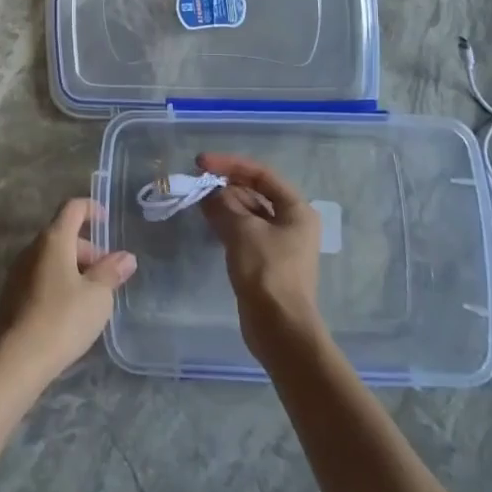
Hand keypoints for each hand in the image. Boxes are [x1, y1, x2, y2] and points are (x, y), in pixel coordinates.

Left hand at [0, 199, 136, 392]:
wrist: (15, 359)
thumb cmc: (62, 319)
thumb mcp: (97, 296)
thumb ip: (111, 272)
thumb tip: (126, 257)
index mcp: (53, 240)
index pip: (72, 208)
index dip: (90, 208)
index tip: (106, 220)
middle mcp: (32, 248)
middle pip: (63, 234)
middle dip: (88, 249)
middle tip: (107, 277)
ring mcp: (19, 271)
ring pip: (52, 257)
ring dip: (74, 268)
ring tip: (92, 298)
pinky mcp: (13, 293)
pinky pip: (41, 275)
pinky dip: (59, 282)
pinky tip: (70, 311)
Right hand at [197, 153, 323, 355]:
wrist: (279, 327)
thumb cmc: (266, 271)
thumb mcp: (242, 230)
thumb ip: (223, 204)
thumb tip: (209, 194)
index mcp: (296, 210)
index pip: (261, 174)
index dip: (230, 164)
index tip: (201, 163)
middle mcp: (291, 222)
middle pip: (255, 191)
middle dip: (226, 184)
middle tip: (196, 182)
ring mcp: (279, 242)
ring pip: (248, 212)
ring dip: (224, 203)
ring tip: (197, 199)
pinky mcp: (265, 260)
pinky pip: (244, 230)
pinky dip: (226, 222)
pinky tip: (207, 220)